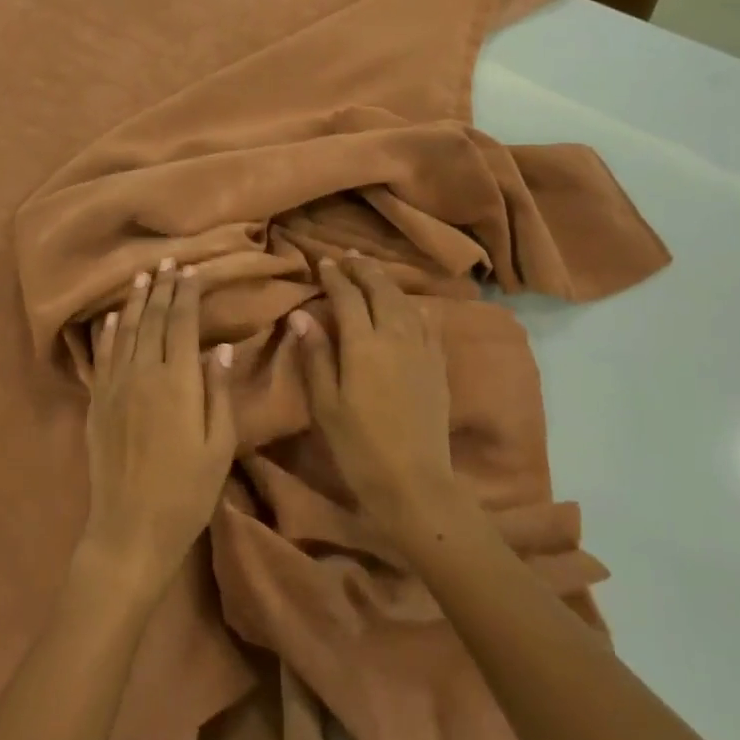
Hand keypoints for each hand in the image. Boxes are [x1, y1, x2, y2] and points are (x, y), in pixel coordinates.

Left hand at [80, 260, 236, 598]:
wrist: (130, 528)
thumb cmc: (186, 491)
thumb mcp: (218, 445)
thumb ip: (219, 392)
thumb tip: (222, 348)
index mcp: (176, 382)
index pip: (180, 324)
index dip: (186, 294)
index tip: (191, 271)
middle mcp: (142, 374)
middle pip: (151, 320)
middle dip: (161, 288)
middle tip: (168, 261)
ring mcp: (114, 387)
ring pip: (123, 331)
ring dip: (133, 301)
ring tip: (141, 275)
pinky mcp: (96, 403)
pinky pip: (101, 357)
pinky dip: (106, 333)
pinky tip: (110, 318)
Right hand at [292, 254, 458, 538]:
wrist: (415, 482)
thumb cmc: (359, 446)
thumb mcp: (325, 404)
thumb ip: (315, 355)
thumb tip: (300, 316)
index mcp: (363, 344)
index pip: (348, 296)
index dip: (335, 276)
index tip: (323, 262)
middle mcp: (396, 336)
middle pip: (381, 290)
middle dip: (363, 269)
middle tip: (348, 257)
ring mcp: (422, 349)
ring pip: (405, 302)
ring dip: (388, 282)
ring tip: (374, 272)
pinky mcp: (438, 365)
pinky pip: (426, 323)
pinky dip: (413, 306)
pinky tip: (409, 306)